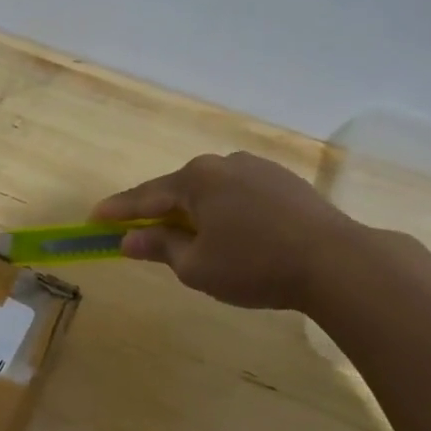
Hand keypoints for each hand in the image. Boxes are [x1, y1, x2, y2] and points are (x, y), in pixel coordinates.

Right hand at [93, 152, 360, 310]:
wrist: (337, 262)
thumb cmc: (255, 265)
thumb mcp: (196, 266)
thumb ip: (159, 248)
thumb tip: (128, 240)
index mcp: (196, 180)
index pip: (144, 197)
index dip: (117, 210)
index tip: (93, 218)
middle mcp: (223, 164)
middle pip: (178, 190)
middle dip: (157, 212)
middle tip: (139, 233)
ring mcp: (258, 169)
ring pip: (211, 192)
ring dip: (194, 213)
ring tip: (189, 239)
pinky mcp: (285, 182)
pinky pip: (238, 195)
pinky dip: (224, 212)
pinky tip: (230, 234)